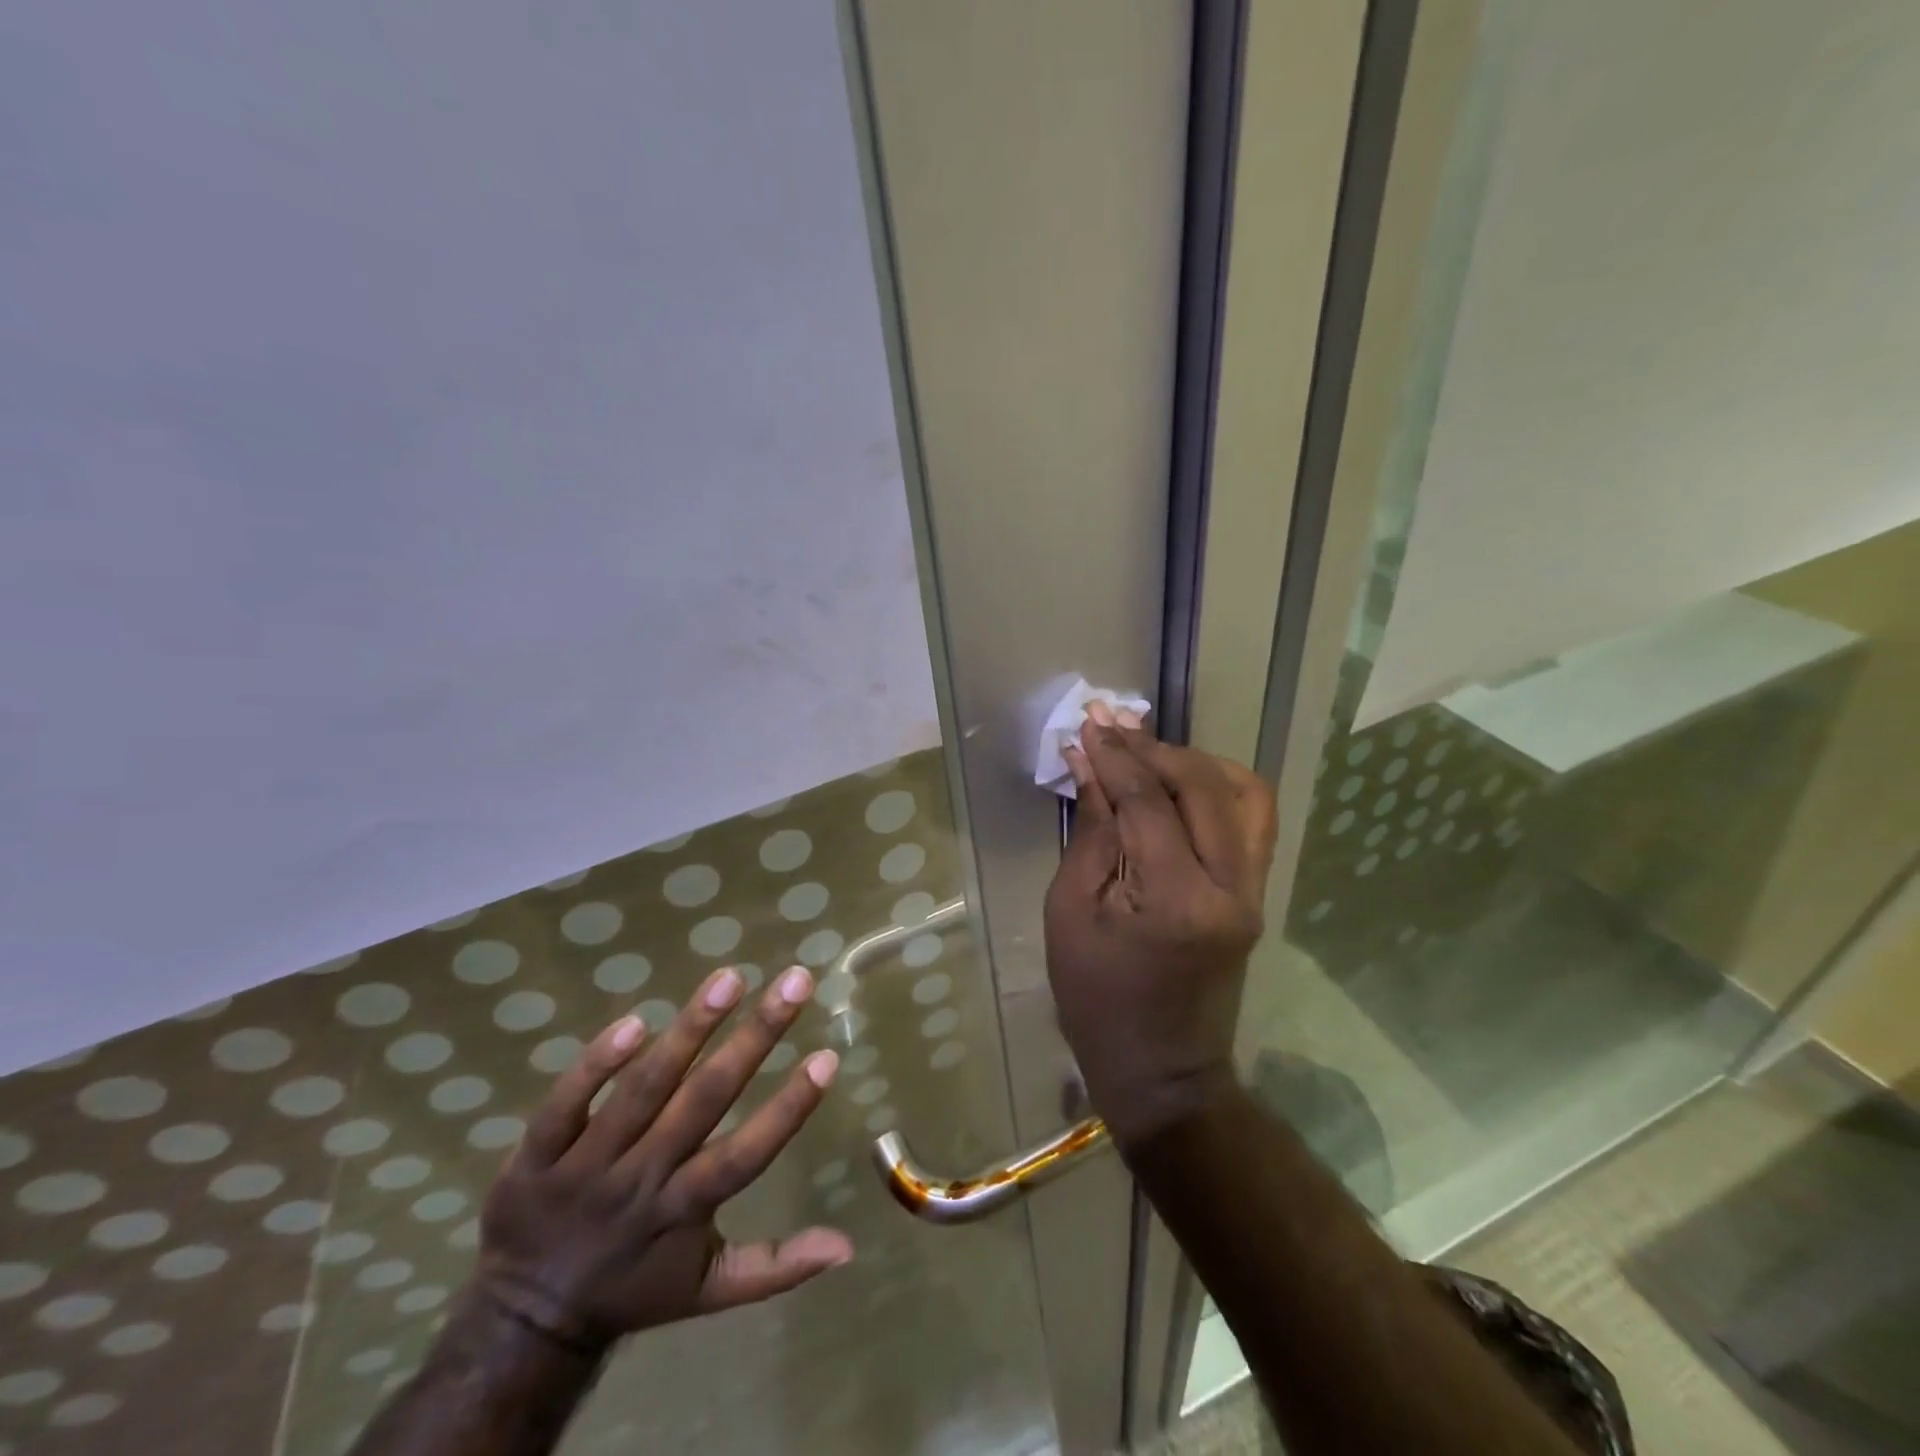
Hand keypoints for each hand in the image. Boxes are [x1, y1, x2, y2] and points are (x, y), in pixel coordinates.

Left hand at [473, 966, 850, 1353]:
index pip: (745, 1154)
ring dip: (689, 1031)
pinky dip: (596, 1065)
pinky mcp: (536, 1154)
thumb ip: (777, 1266)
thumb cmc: (633, 1288)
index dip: (788, 1108)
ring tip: (730, 978)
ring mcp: (585, 1164)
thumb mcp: (708, 1290)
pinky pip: (565, 1104)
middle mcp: (642, 1179)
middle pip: (704, 1101)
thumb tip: (848, 1247)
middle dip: (755, 1037)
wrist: (523, 1321)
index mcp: (684, 1209)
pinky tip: (635, 1019)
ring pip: (643, 1090)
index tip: (827, 1057)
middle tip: (795, 981)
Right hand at [1043, 706, 1277, 1146]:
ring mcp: (1254, 890)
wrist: (1162, 1070)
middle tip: (1111, 725)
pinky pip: (1252, 819)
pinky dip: (1219, 787)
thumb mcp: (1071, 911)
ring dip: (1193, 761)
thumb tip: (1089, 764)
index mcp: (1176, 899)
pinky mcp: (1257, 893)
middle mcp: (1231, 887)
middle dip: (1152, 747)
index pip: (1149, 802)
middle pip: (1202, 786)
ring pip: (1243, 793)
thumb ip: (1091, 831)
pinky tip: (1183, 782)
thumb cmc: (1097, 999)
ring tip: (1148, 751)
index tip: (1089, 722)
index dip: (1116, 756)